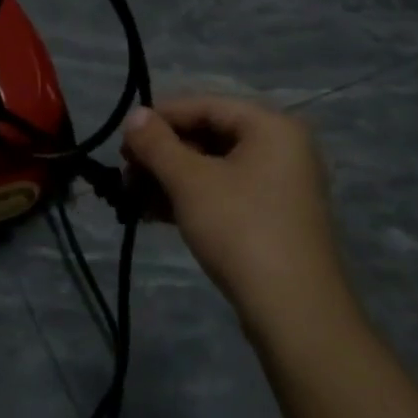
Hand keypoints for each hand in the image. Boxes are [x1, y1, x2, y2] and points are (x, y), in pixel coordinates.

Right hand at [122, 96, 347, 325]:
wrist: (295, 313)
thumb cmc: (241, 230)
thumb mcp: (191, 182)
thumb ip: (157, 144)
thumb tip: (134, 115)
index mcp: (271, 126)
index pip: (205, 105)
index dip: (160, 118)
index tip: (123, 138)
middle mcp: (281, 147)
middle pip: (210, 135)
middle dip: (163, 153)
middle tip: (126, 172)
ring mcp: (280, 185)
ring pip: (214, 168)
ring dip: (171, 179)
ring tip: (132, 197)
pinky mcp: (273, 218)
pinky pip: (225, 193)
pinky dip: (192, 199)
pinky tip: (155, 214)